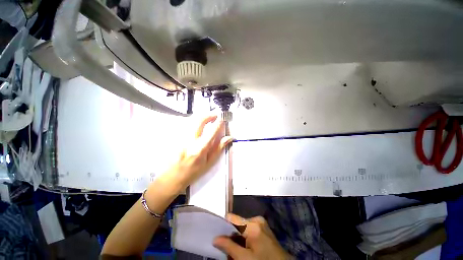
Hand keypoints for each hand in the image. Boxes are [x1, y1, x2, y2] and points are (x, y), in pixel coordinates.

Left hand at [163, 115, 232, 190]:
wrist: (173, 176)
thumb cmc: (194, 171)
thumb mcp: (209, 162)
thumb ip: (219, 148)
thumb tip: (229, 138)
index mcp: (201, 148)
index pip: (212, 131)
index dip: (219, 123)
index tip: (223, 119)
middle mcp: (190, 141)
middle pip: (200, 120)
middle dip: (209, 115)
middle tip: (215, 115)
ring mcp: (181, 138)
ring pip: (191, 120)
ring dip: (201, 117)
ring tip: (208, 118)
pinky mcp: (176, 137)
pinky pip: (186, 124)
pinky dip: (194, 121)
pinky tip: (198, 124)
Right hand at [214, 213, 291, 259]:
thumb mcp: (244, 258)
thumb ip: (229, 247)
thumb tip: (215, 239)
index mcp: (252, 224)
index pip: (232, 218)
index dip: (223, 226)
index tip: (218, 235)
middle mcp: (256, 219)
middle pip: (237, 225)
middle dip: (232, 237)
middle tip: (230, 251)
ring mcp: (261, 224)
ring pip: (243, 229)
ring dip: (238, 240)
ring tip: (238, 253)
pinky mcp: (264, 229)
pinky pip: (250, 231)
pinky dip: (245, 240)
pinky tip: (246, 250)